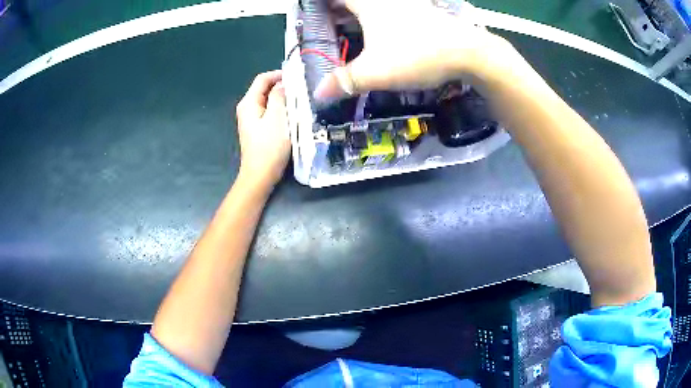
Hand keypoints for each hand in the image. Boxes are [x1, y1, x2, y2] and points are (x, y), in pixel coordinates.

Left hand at [235, 70, 290, 190]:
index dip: (279, 74)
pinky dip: (280, 109)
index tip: (297, 77)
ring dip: (283, 98)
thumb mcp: (277, 118)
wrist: (260, 175)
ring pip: (268, 100)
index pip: (262, 79)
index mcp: (248, 103)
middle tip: (301, 89)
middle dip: (282, 86)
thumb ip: (279, 97)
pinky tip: (292, 114)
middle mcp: (247, 108)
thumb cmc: (269, 147)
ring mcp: (251, 119)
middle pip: (264, 89)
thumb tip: (282, 84)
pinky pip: (269, 111)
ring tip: (300, 100)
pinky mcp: (257, 128)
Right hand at [315, 0, 524, 100]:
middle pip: (358, 1)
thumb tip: (318, 94)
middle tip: (332, 20)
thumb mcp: (376, 72)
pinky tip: (390, 30)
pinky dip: (385, 16)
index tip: (316, 12)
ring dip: (364, 12)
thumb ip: (345, 81)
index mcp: (369, 5)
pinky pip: (397, 9)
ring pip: (379, 4)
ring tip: (355, 24)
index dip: (324, 5)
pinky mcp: (426, 12)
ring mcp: (410, 4)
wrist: (468, 52)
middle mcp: (388, 0)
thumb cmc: (417, 55)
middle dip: (342, 8)